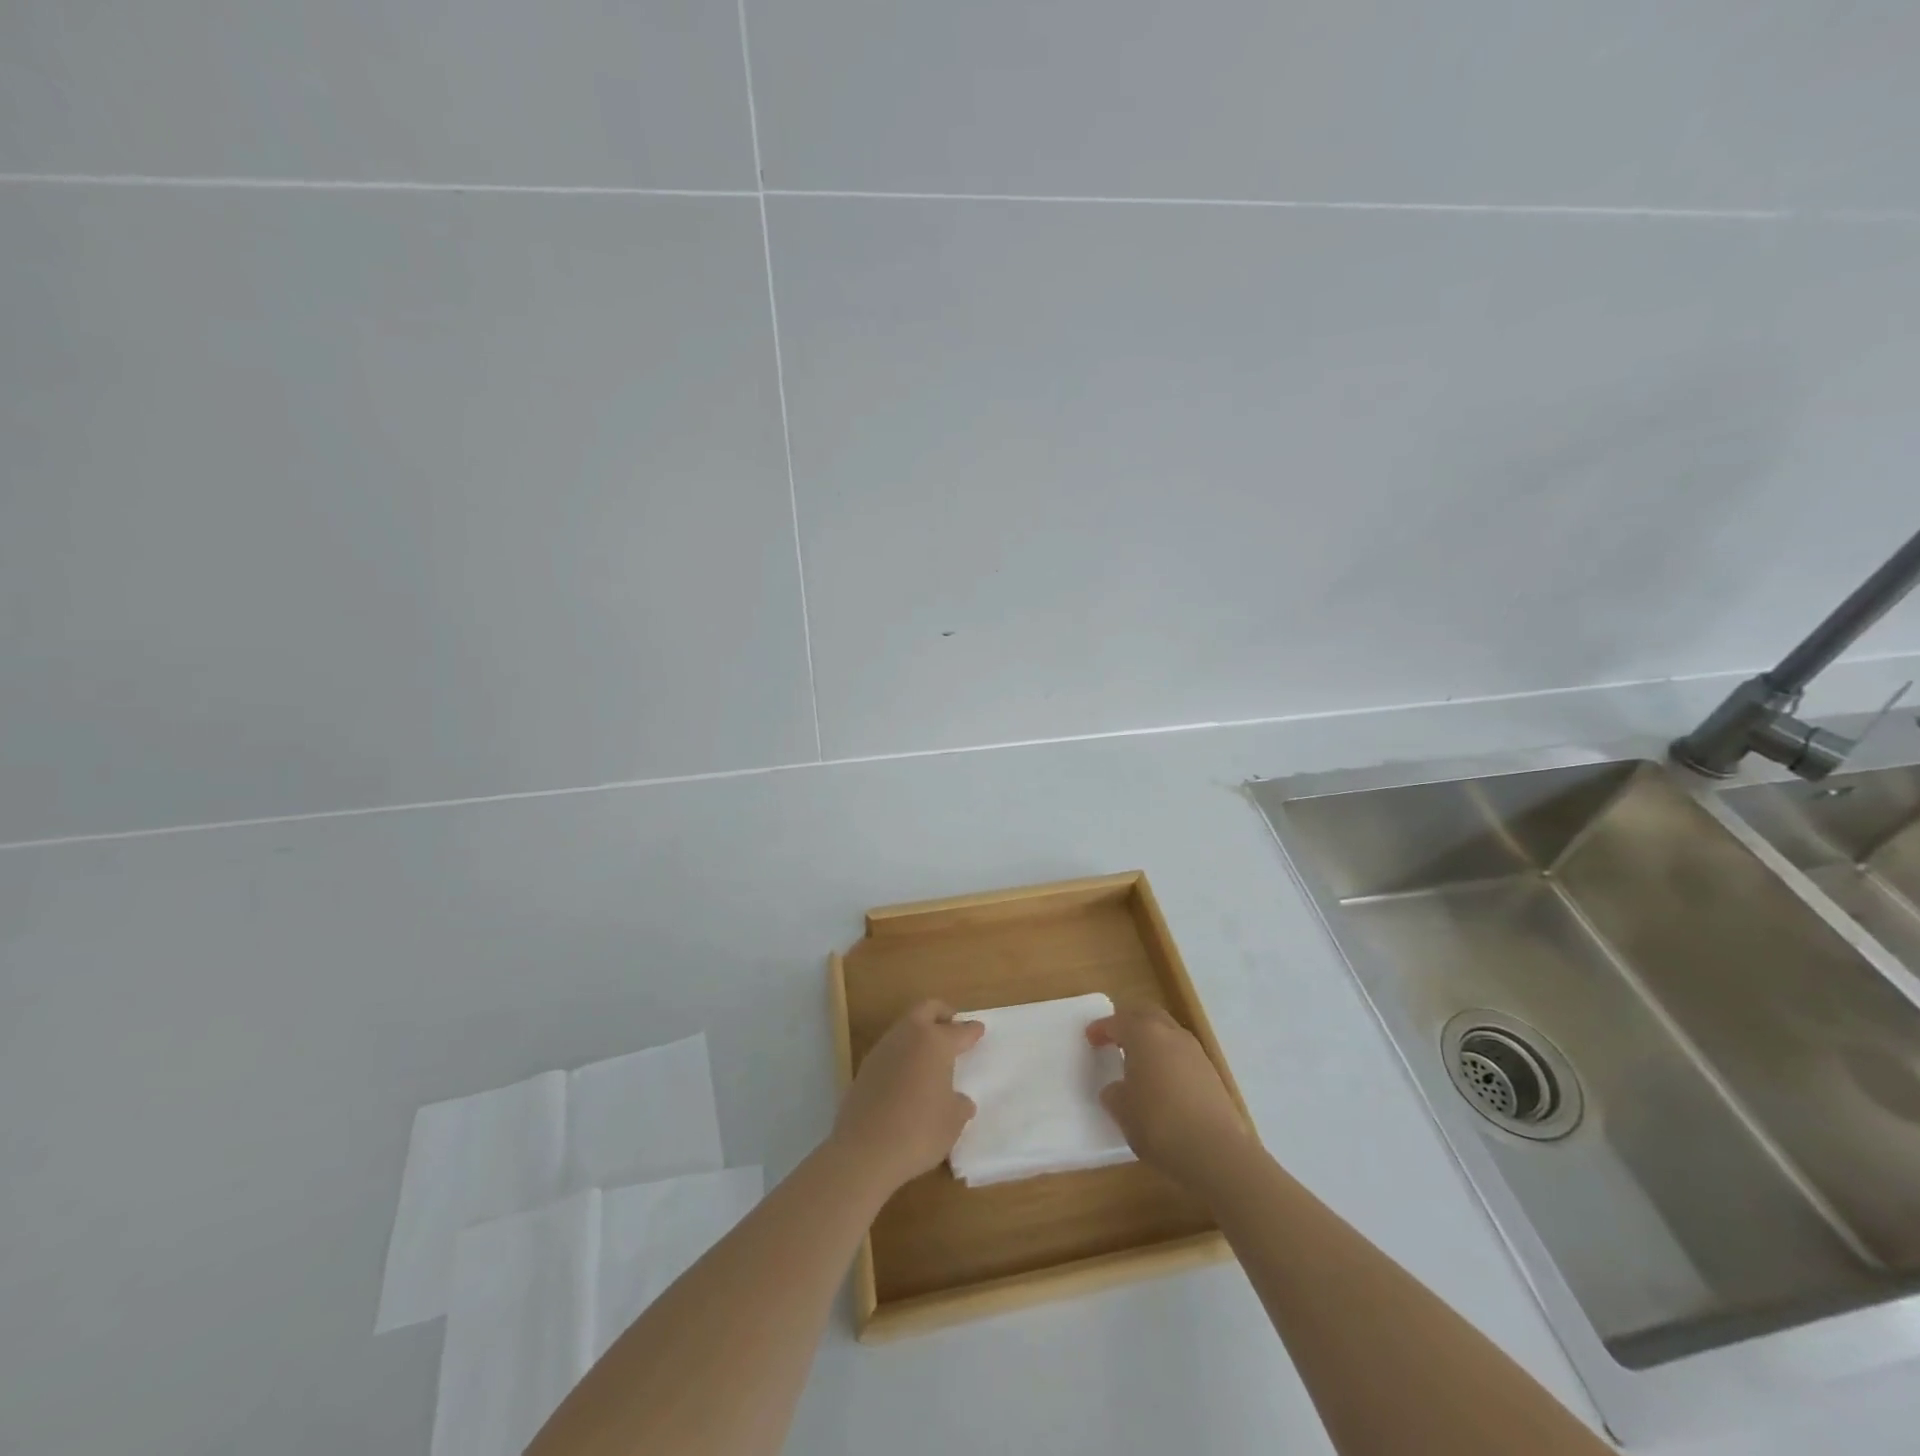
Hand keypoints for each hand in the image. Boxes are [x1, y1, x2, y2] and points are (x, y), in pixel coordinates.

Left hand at [830, 1000, 983, 1195]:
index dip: (972, 1030)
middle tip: (953, 1026)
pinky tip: (908, 1075)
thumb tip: (960, 1101)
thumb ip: (959, 1105)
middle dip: (942, 1014)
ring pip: (905, 1026)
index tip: (979, 1029)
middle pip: (927, 1010)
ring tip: (931, 1054)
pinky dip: (903, 1053)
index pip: (960, 1030)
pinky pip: (891, 1049)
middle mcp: (908, 1036)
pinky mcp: (865, 1067)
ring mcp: (883, 1049)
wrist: (864, 1151)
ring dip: (919, 1033)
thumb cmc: (919, 1131)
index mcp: (935, 1042)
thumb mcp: (953, 1122)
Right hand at [1088, 1006, 1253, 1192]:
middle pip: (1147, 1014)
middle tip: (1115, 1036)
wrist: (1217, 1152)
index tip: (1090, 1038)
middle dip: (1129, 1021)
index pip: (1118, 1022)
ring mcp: (1195, 1052)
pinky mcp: (1211, 1073)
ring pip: (1167, 1032)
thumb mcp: (1123, 1112)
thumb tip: (1117, 1089)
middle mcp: (1171, 1034)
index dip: (1101, 1029)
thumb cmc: (1159, 1124)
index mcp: (1144, 1034)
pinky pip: (1182, 1054)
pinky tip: (1162, 1082)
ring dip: (1151, 1039)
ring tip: (1138, 1060)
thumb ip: (1115, 1094)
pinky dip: (1168, 1058)